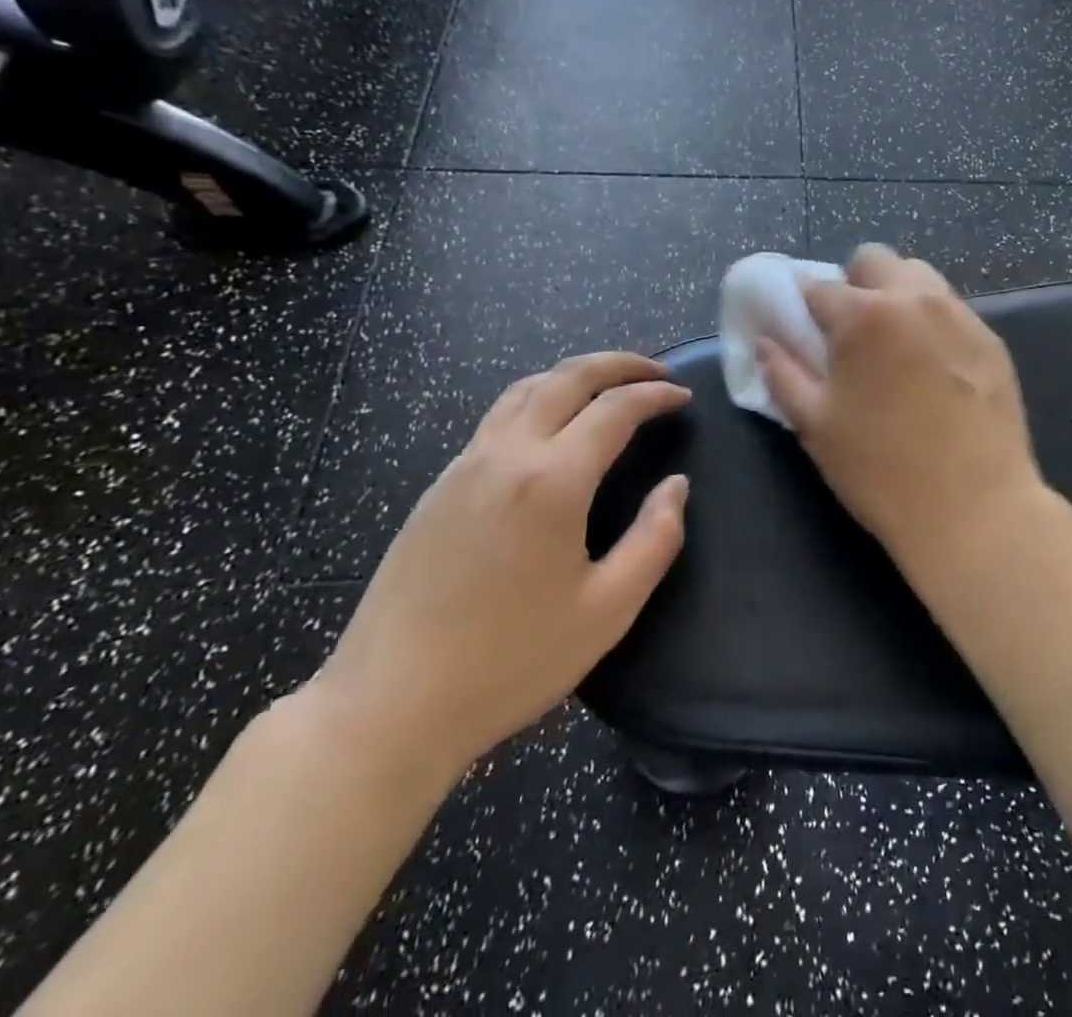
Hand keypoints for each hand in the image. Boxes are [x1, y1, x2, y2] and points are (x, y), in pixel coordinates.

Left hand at [310, 353, 690, 780]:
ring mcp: (464, 467)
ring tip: (609, 385)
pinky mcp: (439, 487)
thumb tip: (676, 486)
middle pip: (567, 378)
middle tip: (656, 372)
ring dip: (574, 375)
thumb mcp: (607, 610)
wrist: (388, 707)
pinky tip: (553, 426)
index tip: (683, 397)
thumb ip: (655, 539)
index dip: (655, 395)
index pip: (615, 409)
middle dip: (618, 364)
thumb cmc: (510, 663)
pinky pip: (498, 417)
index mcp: (551, 481)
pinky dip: (539, 398)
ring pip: (525, 389)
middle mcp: (505, 456)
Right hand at [755, 244, 1050, 591]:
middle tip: (852, 332)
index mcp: (864, 316)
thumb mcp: (816, 426)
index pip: (820, 286)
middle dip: (855, 283)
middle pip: (875, 260)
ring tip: (895, 346)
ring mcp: (960, 316)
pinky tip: (934, 369)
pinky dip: (932, 321)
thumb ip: (783, 374)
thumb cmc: (881, 471)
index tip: (806, 329)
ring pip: (919, 277)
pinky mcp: (991, 339)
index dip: (806, 307)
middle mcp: (915, 298)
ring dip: (897, 295)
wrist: (974, 509)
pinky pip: (952, 310)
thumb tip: (765, 342)